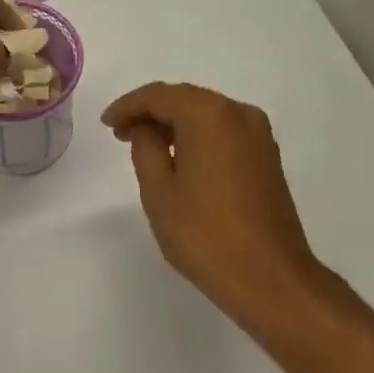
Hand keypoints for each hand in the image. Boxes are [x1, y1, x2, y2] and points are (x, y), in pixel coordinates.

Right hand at [103, 83, 325, 323]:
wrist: (267, 276)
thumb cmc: (204, 233)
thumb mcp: (158, 190)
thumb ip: (145, 149)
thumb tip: (147, 130)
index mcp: (211, 115)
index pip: (160, 95)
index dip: (128, 105)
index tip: (106, 123)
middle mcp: (240, 114)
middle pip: (187, 100)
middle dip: (151, 113)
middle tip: (120, 133)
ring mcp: (260, 136)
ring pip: (207, 116)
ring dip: (175, 125)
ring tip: (145, 147)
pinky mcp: (267, 159)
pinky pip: (224, 134)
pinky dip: (198, 138)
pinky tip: (180, 159)